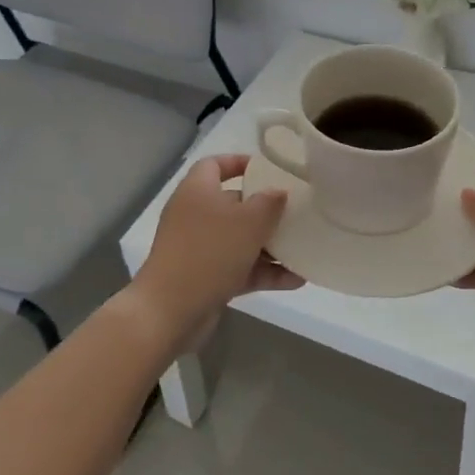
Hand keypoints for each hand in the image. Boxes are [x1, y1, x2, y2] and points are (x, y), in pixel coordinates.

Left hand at [129, 155, 298, 347]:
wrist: (170, 311)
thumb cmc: (209, 253)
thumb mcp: (248, 222)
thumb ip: (269, 203)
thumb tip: (279, 192)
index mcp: (198, 190)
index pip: (215, 164)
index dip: (239, 163)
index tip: (267, 169)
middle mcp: (195, 215)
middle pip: (233, 204)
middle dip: (265, 210)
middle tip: (295, 211)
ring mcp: (199, 248)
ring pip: (239, 239)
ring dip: (270, 246)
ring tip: (303, 249)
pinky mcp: (205, 277)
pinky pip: (240, 268)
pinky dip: (264, 272)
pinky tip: (296, 280)